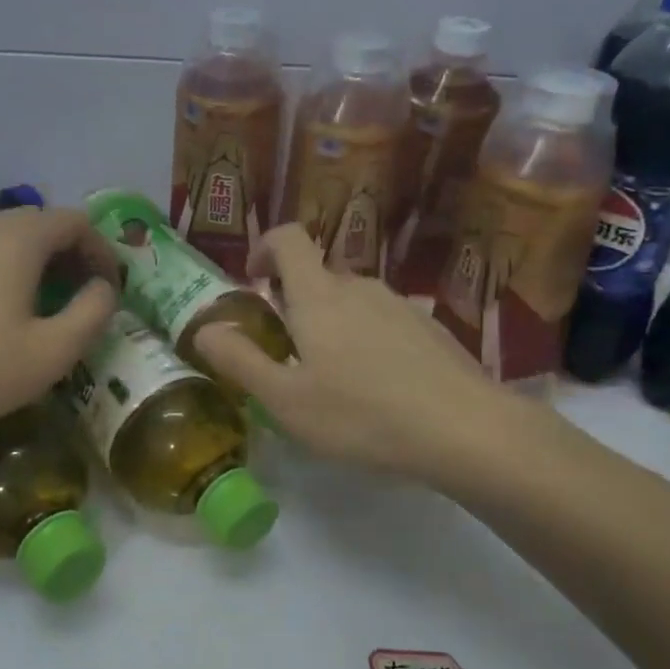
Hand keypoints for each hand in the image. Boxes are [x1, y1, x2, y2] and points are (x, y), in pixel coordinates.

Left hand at [0, 207, 118, 448]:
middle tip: (81, 297)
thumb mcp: (52, 351)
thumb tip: (103, 288)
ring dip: (34, 263)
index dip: (102, 251)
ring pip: (4, 237)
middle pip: (40, 223)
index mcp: (17, 237)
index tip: (110, 290)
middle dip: (70, 255)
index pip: (75, 221)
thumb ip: (93, 312)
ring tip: (41, 305)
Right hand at [194, 225, 504, 479]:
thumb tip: (203, 328)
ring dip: (333, 325)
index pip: (289, 238)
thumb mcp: (287, 400)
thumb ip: (240, 361)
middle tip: (290, 354)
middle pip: (318, 276)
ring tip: (336, 380)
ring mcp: (400, 304)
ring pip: (353, 301)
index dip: (265, 248)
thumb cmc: (363, 415)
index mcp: (319, 296)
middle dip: (296, 303)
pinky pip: (384, 321)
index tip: (254, 279)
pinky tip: (380, 388)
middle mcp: (359, 287)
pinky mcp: (429, 327)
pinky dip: (369, 340)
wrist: (466, 429)